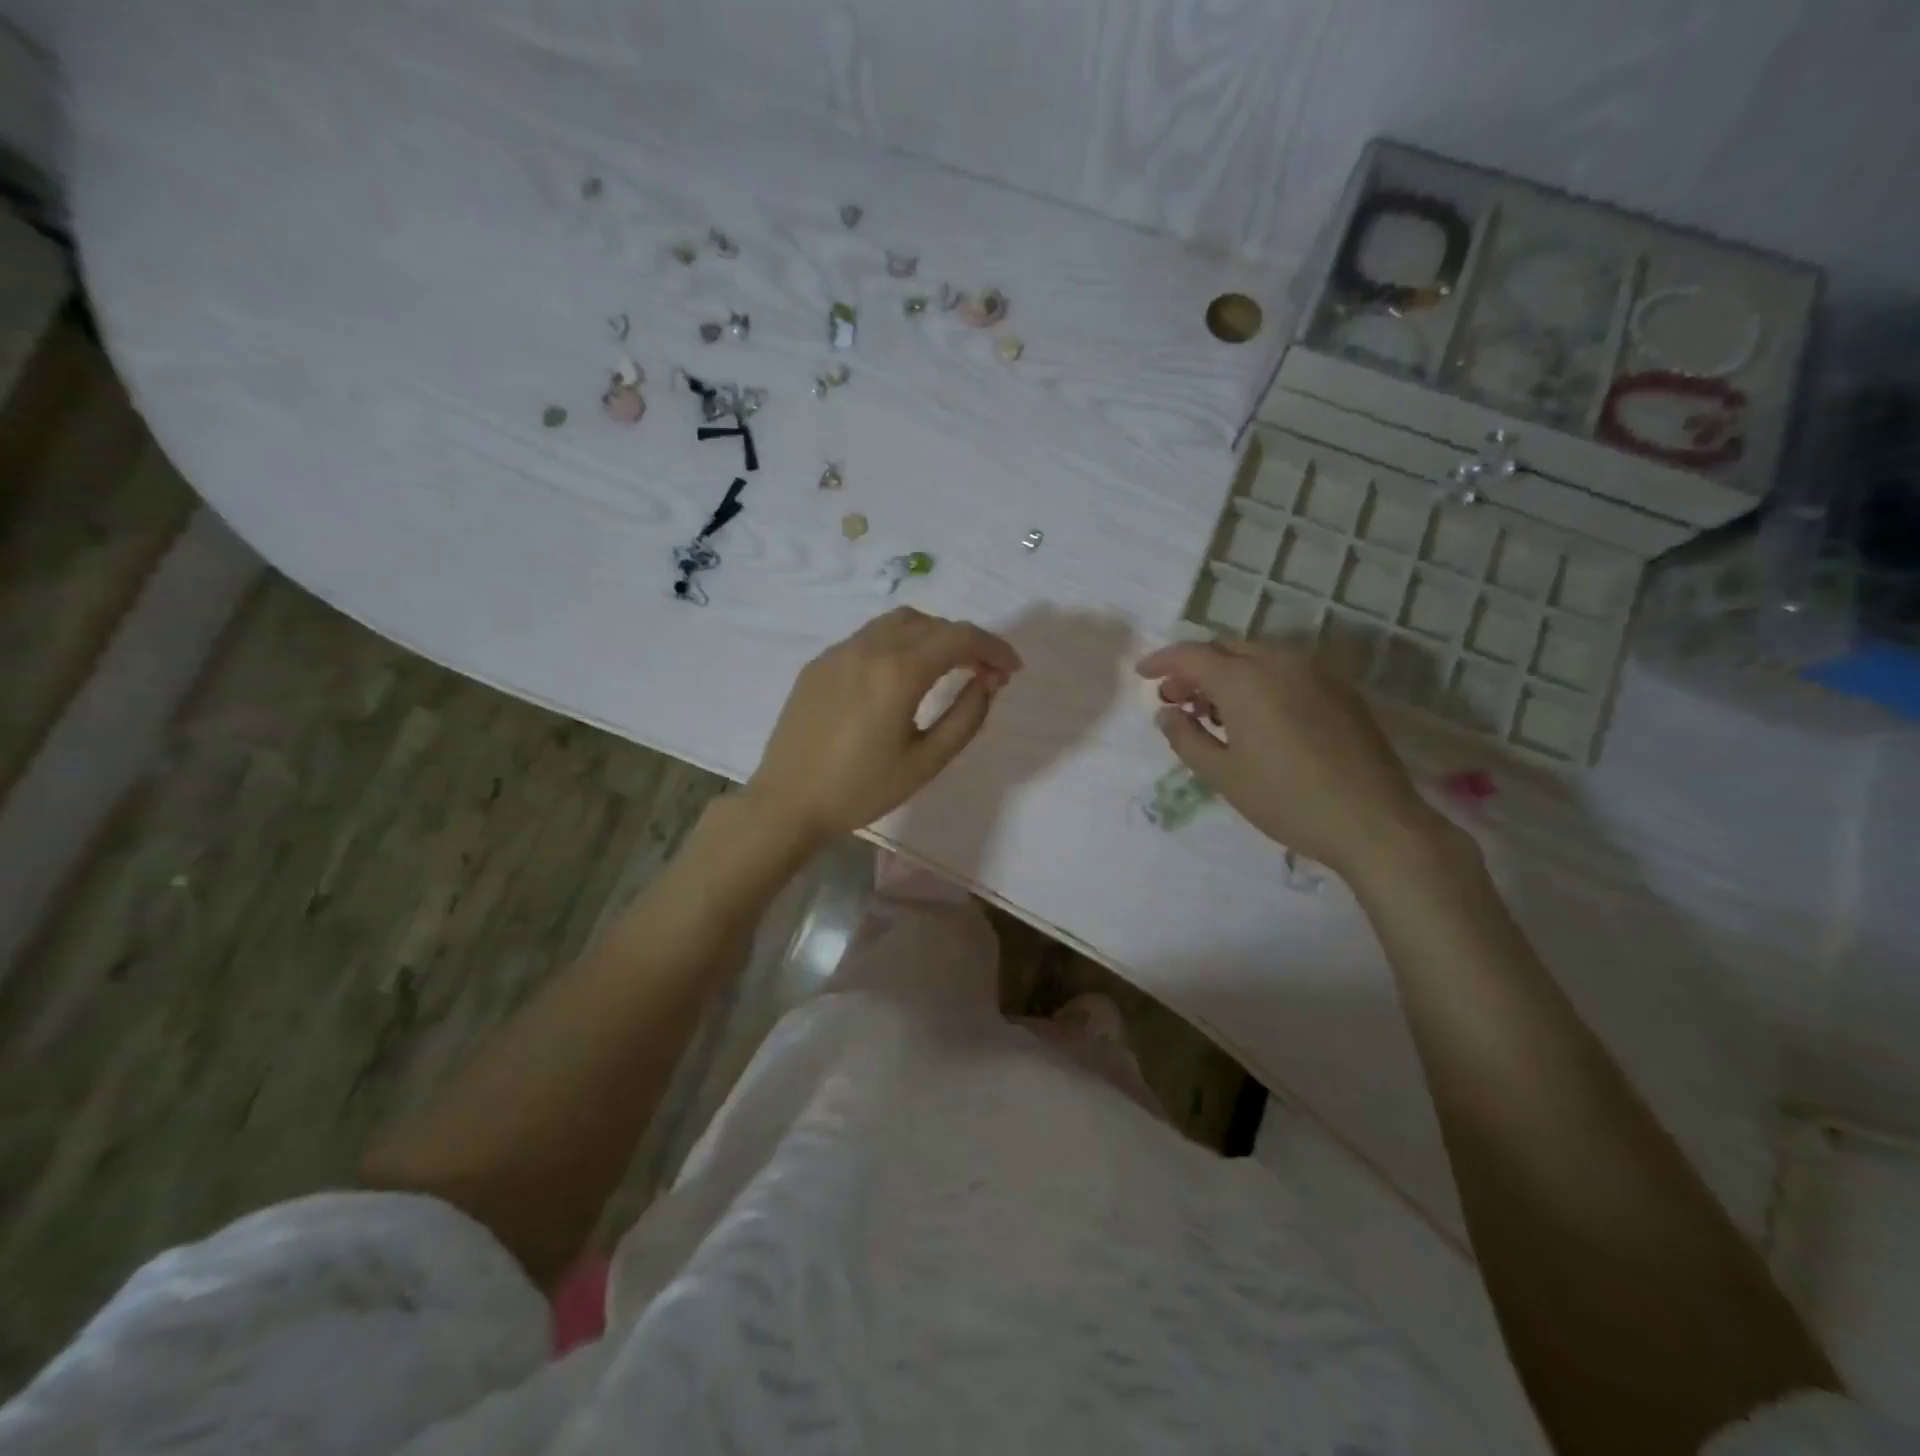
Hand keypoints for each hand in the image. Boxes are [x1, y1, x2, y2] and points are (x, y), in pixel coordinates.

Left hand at [745, 607, 1022, 843]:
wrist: (788, 803)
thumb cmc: (861, 789)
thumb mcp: (927, 762)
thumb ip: (966, 716)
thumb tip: (986, 681)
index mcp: (899, 671)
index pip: (960, 637)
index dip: (994, 648)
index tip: (1012, 670)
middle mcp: (869, 647)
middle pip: (932, 624)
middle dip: (967, 642)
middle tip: (985, 673)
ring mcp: (839, 651)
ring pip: (899, 622)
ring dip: (933, 635)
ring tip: (947, 666)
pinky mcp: (819, 663)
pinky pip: (869, 637)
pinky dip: (899, 643)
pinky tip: (900, 675)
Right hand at [1134, 639, 1441, 880]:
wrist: (1374, 821)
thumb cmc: (1286, 800)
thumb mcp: (1223, 775)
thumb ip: (1186, 737)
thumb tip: (1167, 713)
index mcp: (1246, 680)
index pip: (1192, 655)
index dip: (1162, 661)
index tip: (1142, 674)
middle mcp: (1281, 663)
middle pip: (1225, 650)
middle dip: (1194, 669)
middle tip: (1175, 700)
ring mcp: (1316, 673)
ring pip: (1257, 658)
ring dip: (1227, 675)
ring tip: (1212, 713)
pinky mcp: (1340, 690)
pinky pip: (1286, 672)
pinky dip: (1259, 682)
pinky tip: (1256, 718)